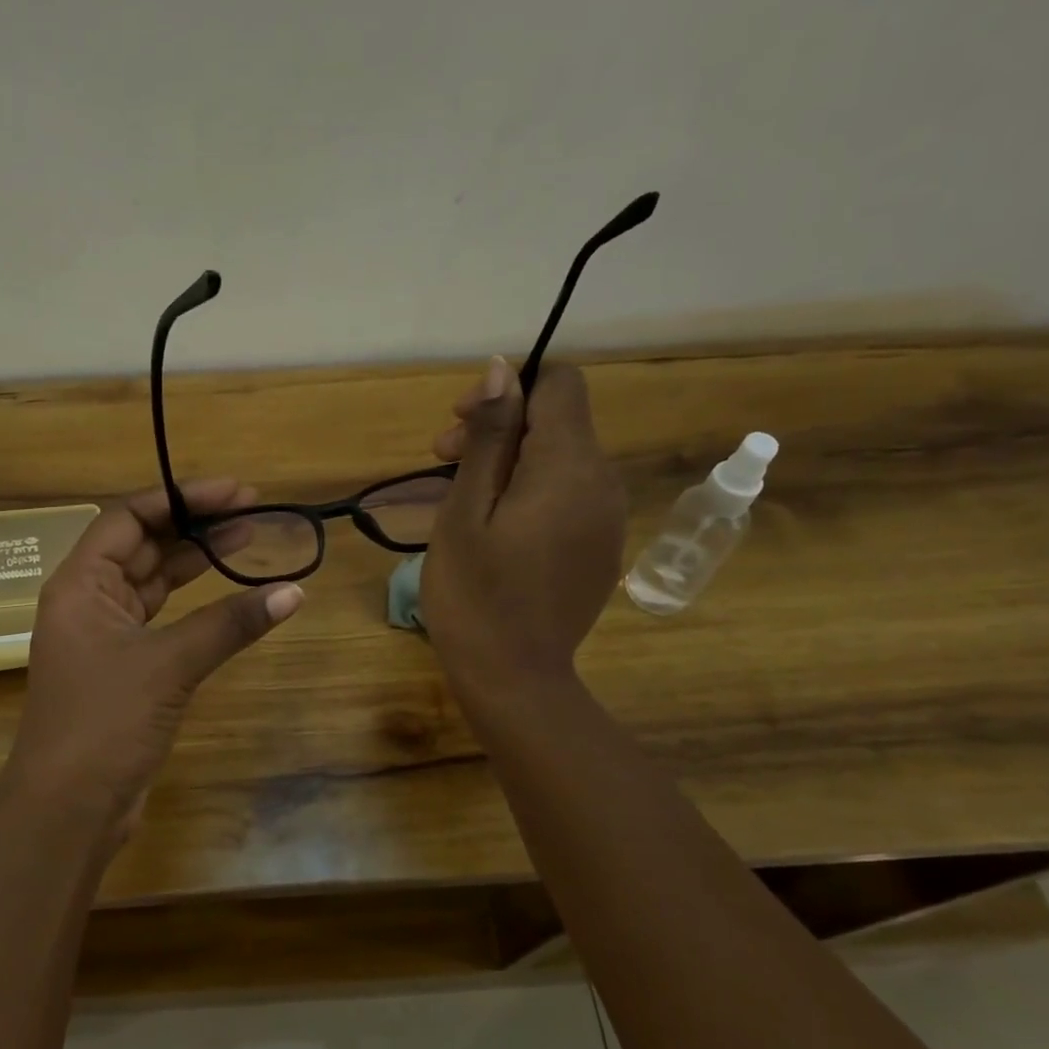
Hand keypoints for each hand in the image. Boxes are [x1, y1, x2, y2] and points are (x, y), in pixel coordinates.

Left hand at [0, 479, 303, 842]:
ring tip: (248, 540)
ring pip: (155, 584)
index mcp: (79, 584)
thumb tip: (293, 592)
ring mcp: (106, 637)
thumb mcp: (169, 664)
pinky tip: (231, 598)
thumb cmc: (104, 722)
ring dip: (197, 562)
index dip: (181, 498)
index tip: (235, 492)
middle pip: (144, 546)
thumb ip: (230, 624)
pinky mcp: (125, 669)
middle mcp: (88, 601)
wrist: (68, 808)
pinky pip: (163, 621)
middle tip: (253, 511)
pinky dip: (196, 607)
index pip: (129, 518)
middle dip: (196, 526)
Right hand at [421, 356, 625, 702]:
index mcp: (569, 467)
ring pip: (562, 458)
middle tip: (440, 459)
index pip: (559, 384)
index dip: (509, 388)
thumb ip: (489, 437)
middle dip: (502, 426)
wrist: (514, 678)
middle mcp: (602, 482)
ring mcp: (608, 518)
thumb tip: (502, 369)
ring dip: (512, 461)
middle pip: (559, 421)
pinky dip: (532, 492)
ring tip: (461, 498)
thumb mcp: (465, 510)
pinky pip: (570, 495)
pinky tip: (495, 529)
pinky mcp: (602, 546)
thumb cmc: (475, 593)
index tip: (460, 424)